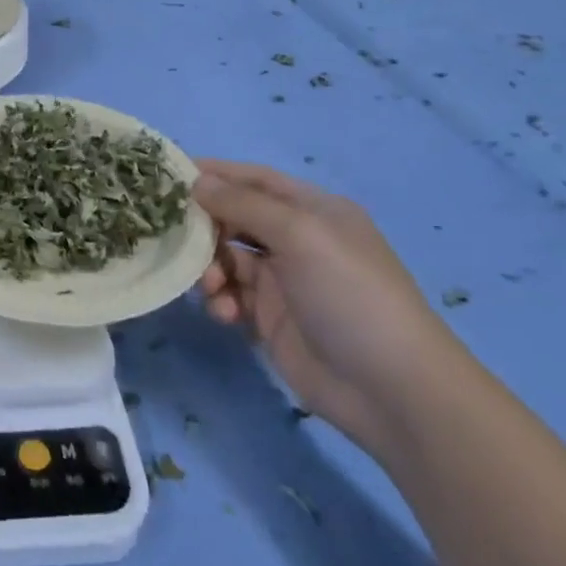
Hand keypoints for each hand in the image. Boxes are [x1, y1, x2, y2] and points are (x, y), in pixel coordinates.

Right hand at [194, 159, 463, 453]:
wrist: (395, 392)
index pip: (255, 179)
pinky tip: (225, 313)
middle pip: (235, 218)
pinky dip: (221, 300)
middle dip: (206, 225)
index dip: (216, 173)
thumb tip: (196, 181)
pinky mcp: (272, 321)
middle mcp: (297, 240)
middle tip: (177, 235)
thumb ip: (242, 204)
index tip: (171, 175)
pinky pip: (232, 297)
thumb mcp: (299, 234)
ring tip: (212, 285)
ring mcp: (284, 282)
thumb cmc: (350, 294)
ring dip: (210, 266)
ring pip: (227, 258)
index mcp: (312, 211)